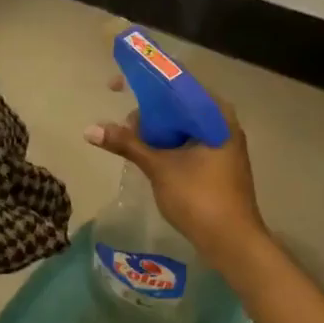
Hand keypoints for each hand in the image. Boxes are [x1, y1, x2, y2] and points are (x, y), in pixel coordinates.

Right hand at [85, 80, 265, 269]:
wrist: (233, 242)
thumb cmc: (200, 198)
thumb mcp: (159, 167)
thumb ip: (127, 144)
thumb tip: (90, 129)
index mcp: (215, 114)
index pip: (177, 82)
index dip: (144, 80)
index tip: (116, 85)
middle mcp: (222, 122)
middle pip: (178, 103)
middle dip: (148, 110)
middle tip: (124, 127)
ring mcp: (223, 143)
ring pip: (182, 124)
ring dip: (156, 129)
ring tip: (132, 143)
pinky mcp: (219, 162)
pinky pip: (188, 140)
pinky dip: (168, 143)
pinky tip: (149, 155)